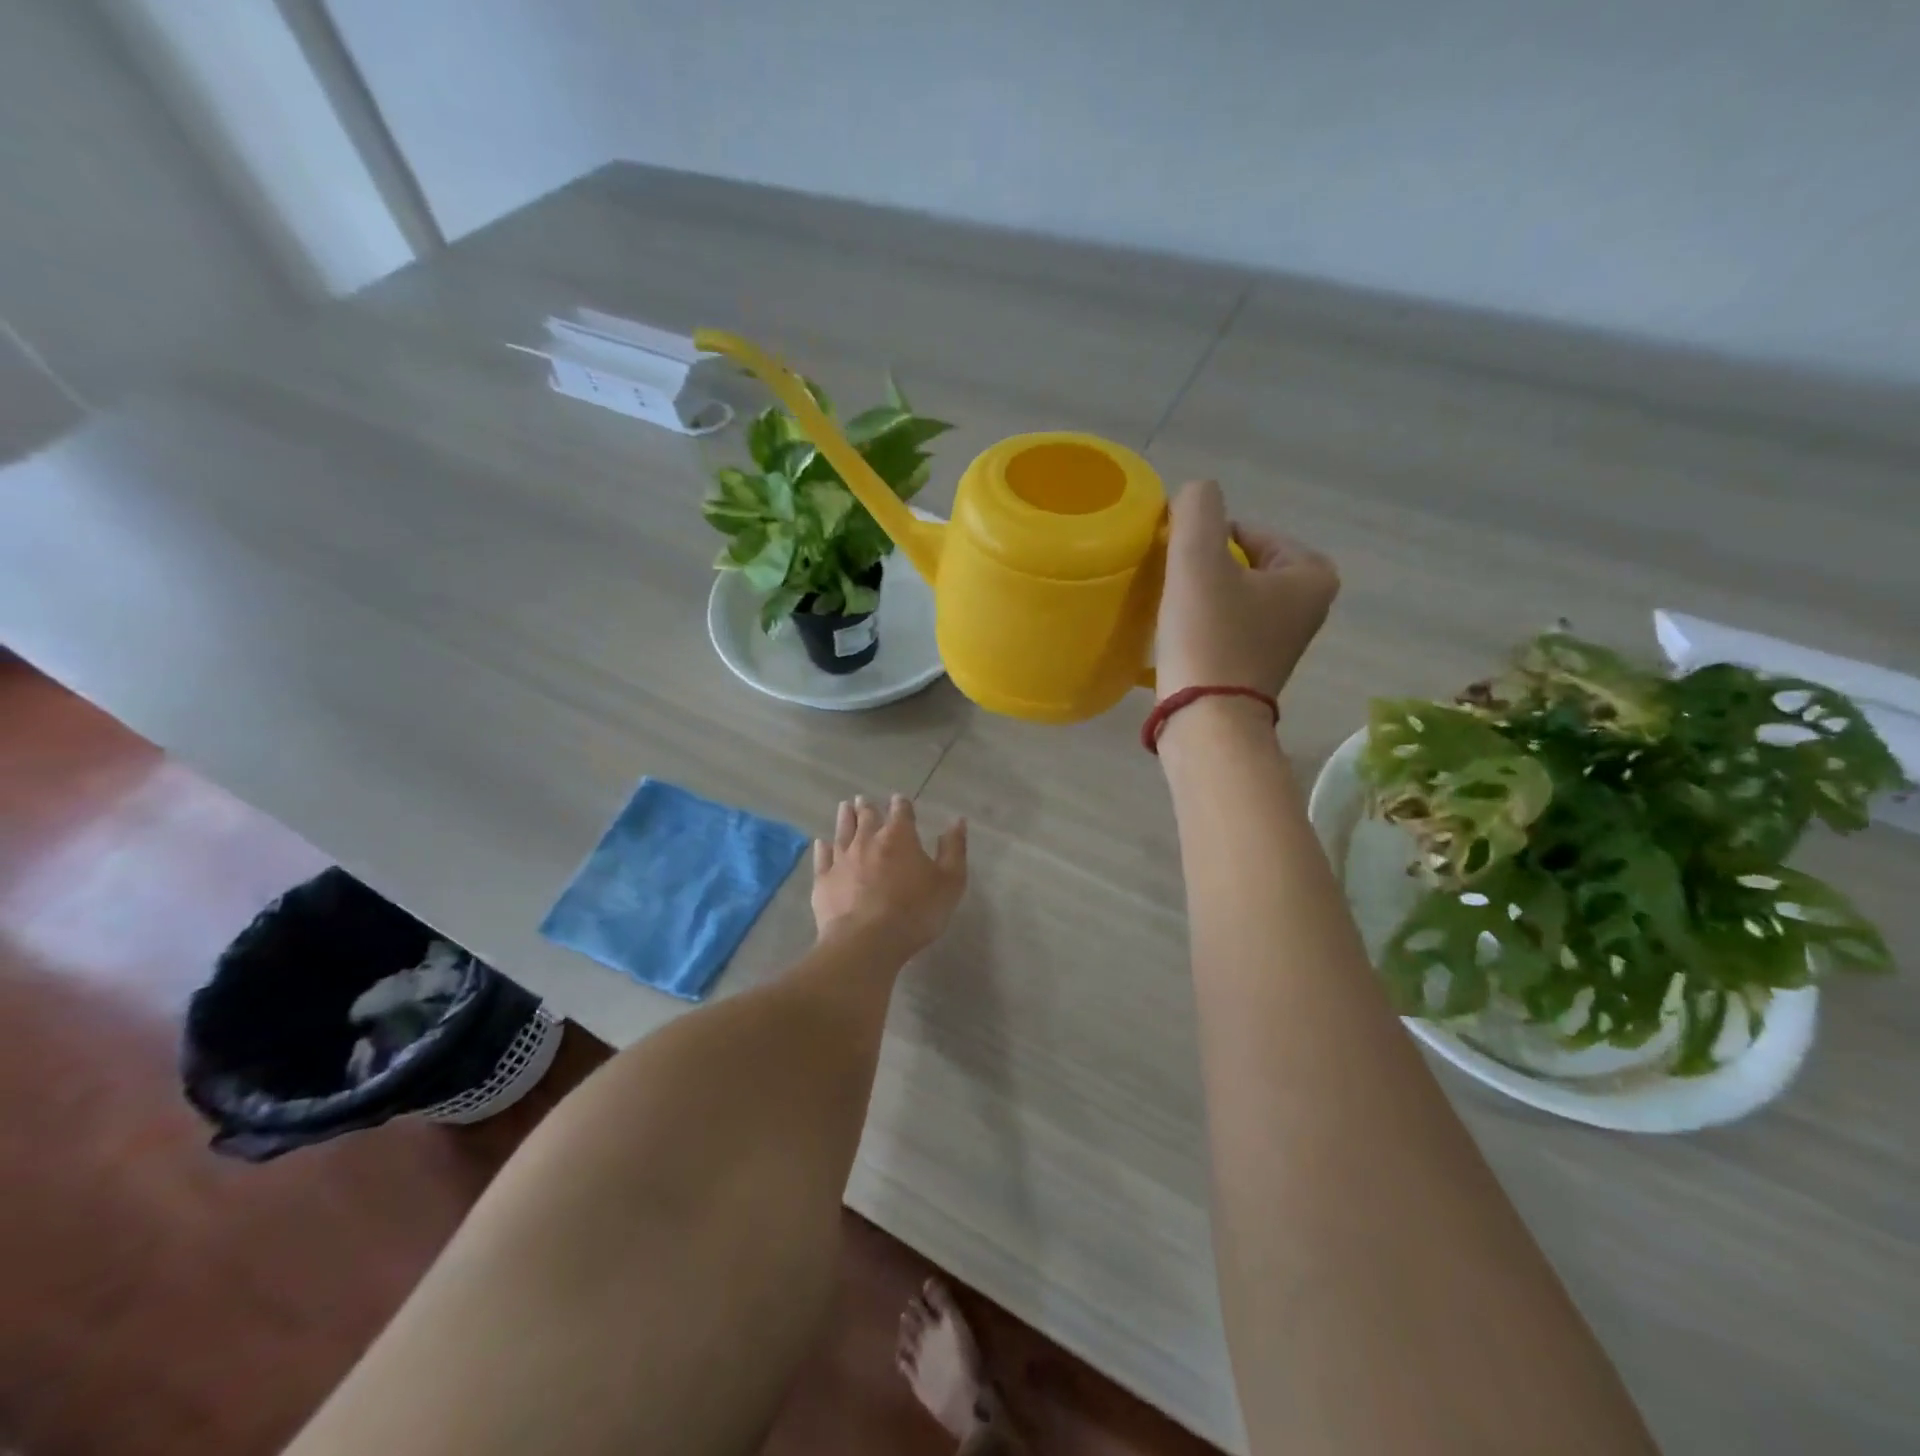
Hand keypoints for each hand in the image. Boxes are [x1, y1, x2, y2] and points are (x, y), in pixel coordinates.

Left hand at [812, 795, 967, 954]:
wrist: (866, 942)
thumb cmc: (915, 912)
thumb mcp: (949, 882)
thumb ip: (953, 849)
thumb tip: (957, 821)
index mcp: (899, 837)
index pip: (900, 812)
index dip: (901, 804)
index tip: (899, 800)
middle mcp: (868, 840)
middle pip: (867, 817)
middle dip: (868, 807)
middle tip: (863, 799)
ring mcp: (842, 859)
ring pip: (843, 831)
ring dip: (845, 818)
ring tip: (845, 807)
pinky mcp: (824, 880)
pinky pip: (822, 858)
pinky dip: (822, 848)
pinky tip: (821, 843)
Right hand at [1155, 479, 1338, 700]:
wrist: (1207, 721)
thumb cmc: (1209, 636)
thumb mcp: (1198, 558)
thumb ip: (1198, 508)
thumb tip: (1195, 495)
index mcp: (1312, 574)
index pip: (1249, 531)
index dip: (1206, 540)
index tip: (1180, 564)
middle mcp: (1309, 606)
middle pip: (1241, 563)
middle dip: (1206, 568)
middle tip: (1174, 587)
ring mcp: (1284, 641)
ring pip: (1233, 596)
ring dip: (1201, 597)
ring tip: (1173, 613)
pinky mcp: (1257, 668)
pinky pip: (1228, 627)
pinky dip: (1204, 626)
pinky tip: (1181, 638)